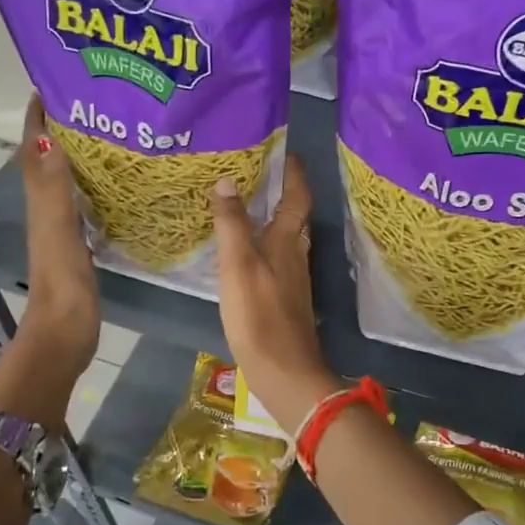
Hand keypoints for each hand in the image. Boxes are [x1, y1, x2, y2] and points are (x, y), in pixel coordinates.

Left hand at [17, 94, 98, 378]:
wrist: (65, 333)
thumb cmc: (62, 282)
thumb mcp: (57, 229)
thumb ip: (54, 187)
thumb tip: (52, 136)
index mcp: (40, 202)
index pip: (35, 150)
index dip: (38, 119)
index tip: (52, 86)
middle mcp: (47, 209)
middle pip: (50, 160)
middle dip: (63, 129)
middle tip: (94, 105)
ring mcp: (63, 228)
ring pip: (67, 181)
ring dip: (79, 156)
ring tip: (111, 135)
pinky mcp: (80, 245)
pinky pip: (85, 204)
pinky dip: (95, 187)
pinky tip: (118, 185)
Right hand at [210, 155, 335, 434]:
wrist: (284, 370)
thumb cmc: (259, 315)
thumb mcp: (237, 265)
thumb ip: (232, 224)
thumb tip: (227, 181)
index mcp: (286, 242)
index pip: (296, 199)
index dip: (295, 175)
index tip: (289, 153)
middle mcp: (296, 256)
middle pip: (296, 218)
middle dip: (286, 194)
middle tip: (266, 175)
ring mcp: (294, 280)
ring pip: (289, 240)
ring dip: (277, 220)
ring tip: (255, 208)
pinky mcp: (287, 301)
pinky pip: (280, 261)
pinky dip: (268, 247)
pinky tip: (252, 254)